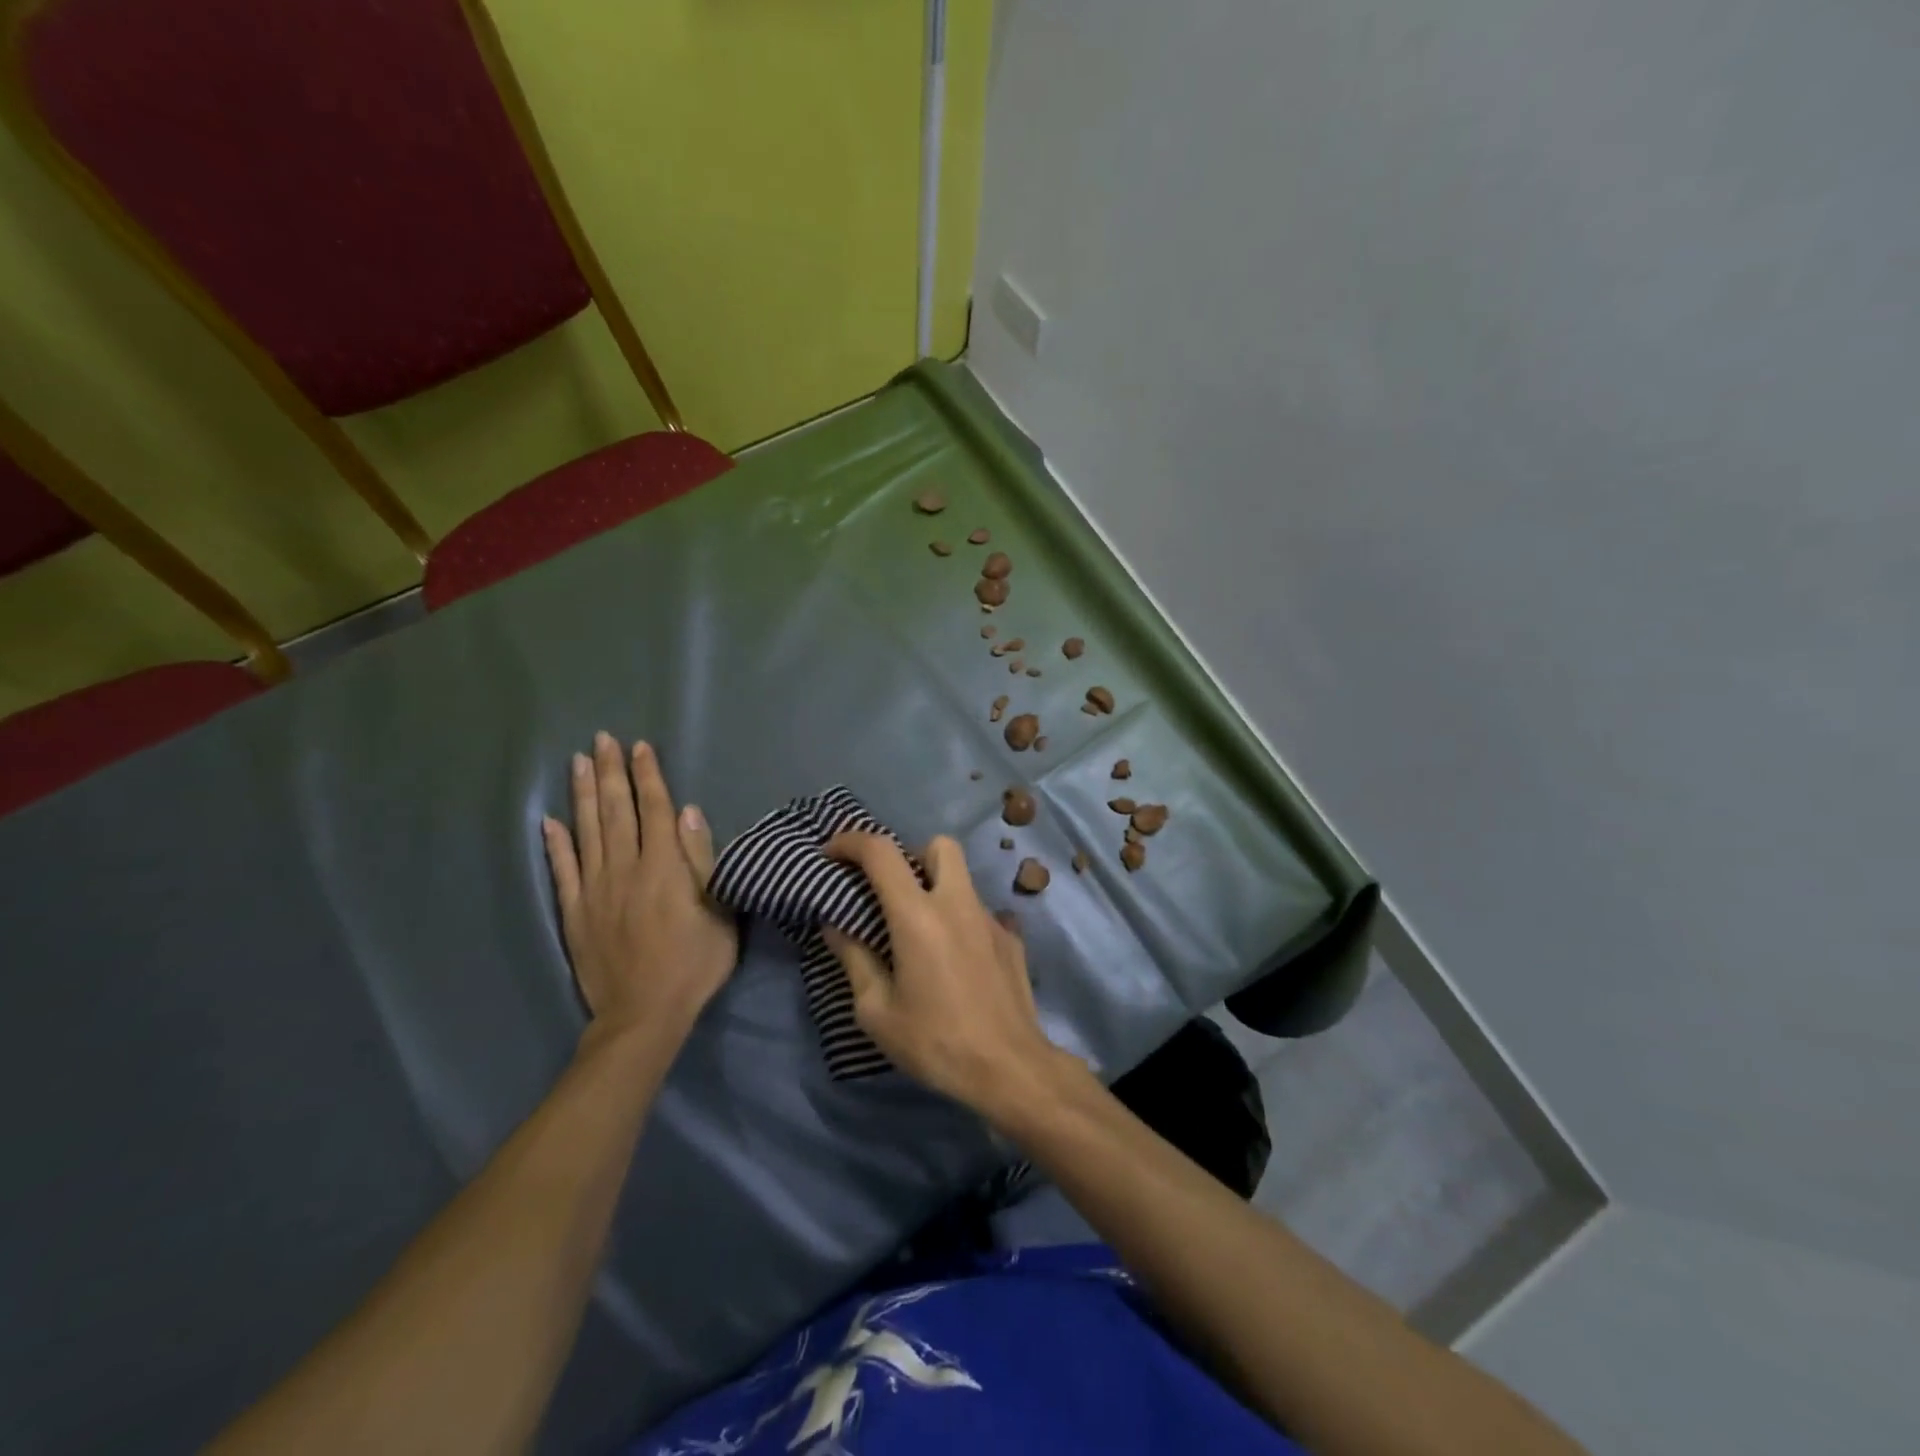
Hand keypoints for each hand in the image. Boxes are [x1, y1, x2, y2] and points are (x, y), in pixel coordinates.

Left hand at [542, 734, 737, 1044]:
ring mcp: (595, 890)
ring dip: (584, 794)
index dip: (647, 776)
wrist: (643, 1015)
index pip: (654, 810)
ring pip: (587, 832)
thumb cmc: (694, 964)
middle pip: (617, 812)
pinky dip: (555, 844)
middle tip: (602, 739)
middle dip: (611, 773)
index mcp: (664, 868)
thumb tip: (687, 812)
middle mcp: (625, 869)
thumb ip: (702, 860)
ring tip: (579, 762)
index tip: (639, 747)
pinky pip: (562, 871)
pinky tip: (549, 821)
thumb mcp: (719, 913)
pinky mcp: (574, 913)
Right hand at [823, 833, 1075, 1120]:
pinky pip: (979, 911)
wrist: (1010, 1069)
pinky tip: (953, 959)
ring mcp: (990, 918)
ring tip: (919, 928)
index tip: (831, 854)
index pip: (881, 853)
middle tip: (890, 889)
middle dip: (909, 854)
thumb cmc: (935, 1042)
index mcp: (918, 916)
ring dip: (935, 886)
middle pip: (938, 845)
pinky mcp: (1011, 939)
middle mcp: (957, 903)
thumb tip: (836, 927)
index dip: (850, 842)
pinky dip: (959, 920)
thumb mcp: (877, 1011)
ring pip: (961, 877)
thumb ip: (854, 960)